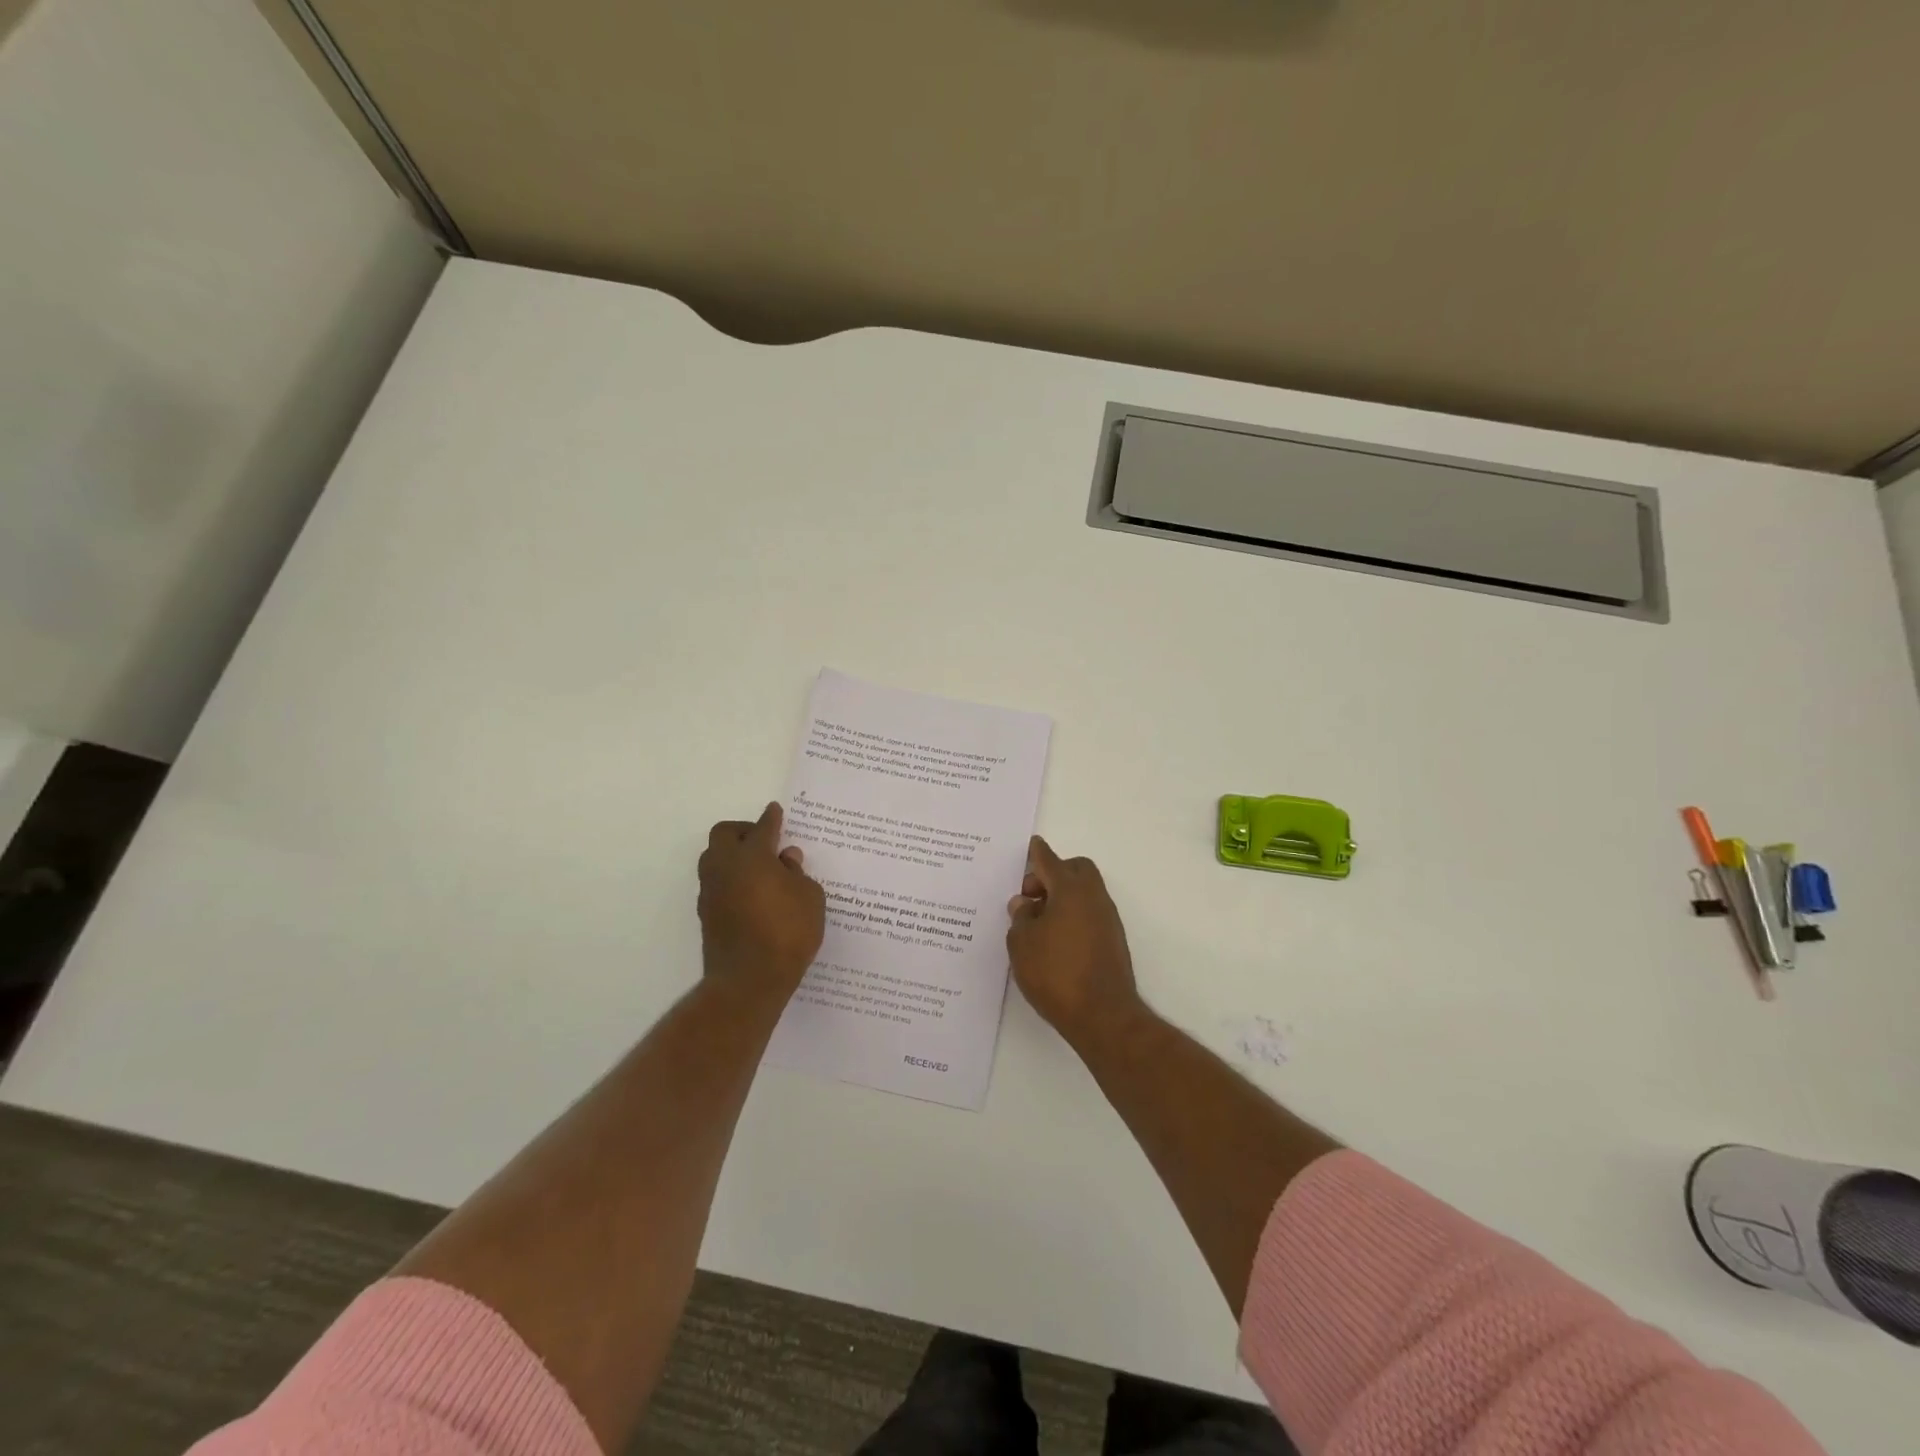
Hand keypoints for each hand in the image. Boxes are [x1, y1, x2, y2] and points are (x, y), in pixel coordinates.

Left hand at [698, 803, 825, 1000]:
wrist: (750, 980)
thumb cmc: (788, 932)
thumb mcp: (810, 897)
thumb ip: (797, 873)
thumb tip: (785, 858)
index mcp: (752, 856)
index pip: (762, 828)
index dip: (771, 818)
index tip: (776, 811)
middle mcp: (725, 867)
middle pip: (724, 835)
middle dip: (743, 831)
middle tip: (766, 841)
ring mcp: (711, 891)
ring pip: (714, 858)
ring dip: (733, 855)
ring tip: (759, 869)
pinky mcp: (706, 914)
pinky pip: (716, 883)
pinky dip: (731, 879)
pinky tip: (751, 893)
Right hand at [1006, 837, 1143, 1050]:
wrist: (1102, 1015)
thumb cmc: (1056, 973)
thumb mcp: (1022, 944)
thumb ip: (1021, 918)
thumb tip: (1025, 904)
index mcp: (1070, 890)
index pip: (1049, 861)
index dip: (1037, 853)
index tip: (1032, 845)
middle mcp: (1093, 897)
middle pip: (1075, 870)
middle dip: (1052, 874)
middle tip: (1030, 896)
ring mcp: (1107, 919)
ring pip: (1084, 892)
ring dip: (1062, 897)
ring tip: (1037, 922)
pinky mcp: (1112, 941)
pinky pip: (1089, 913)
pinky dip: (1072, 915)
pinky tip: (1054, 940)